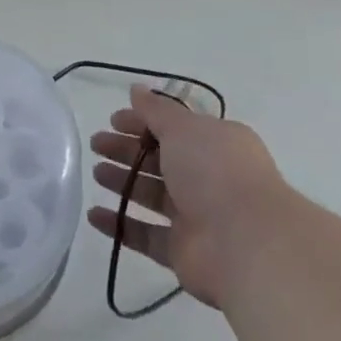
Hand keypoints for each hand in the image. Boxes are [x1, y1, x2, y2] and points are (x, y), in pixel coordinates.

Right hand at [87, 85, 287, 308]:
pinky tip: (94, 215)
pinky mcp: (182, 250)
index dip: (142, 122)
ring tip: (95, 173)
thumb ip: (155, 110)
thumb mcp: (183, 128)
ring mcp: (195, 216)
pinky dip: (120, 224)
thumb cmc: (215, 171)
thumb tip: (136, 90)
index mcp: (215, 144)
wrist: (246, 243)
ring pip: (151, 195)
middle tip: (96, 144)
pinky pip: (145, 234)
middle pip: (160, 160)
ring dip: (122, 182)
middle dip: (127, 150)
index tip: (112, 120)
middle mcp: (208, 178)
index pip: (174, 128)